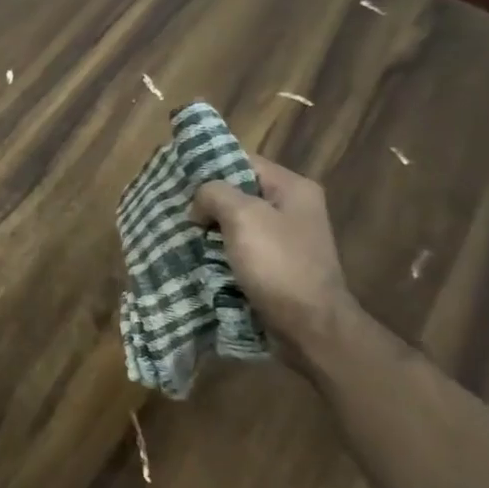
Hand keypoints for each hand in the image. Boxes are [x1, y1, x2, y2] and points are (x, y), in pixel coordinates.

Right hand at [190, 155, 357, 347]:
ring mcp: (286, 240)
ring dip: (211, 230)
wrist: (310, 327)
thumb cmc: (278, 264)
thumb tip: (200, 204)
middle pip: (239, 192)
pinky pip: (241, 249)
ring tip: (182, 235)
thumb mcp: (243, 216)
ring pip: (237, 223)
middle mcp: (293, 209)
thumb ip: (214, 194)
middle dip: (208, 202)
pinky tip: (199, 258)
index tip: (180, 182)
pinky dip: (220, 252)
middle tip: (178, 211)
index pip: (243, 161)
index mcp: (293, 188)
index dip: (211, 168)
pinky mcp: (277, 266)